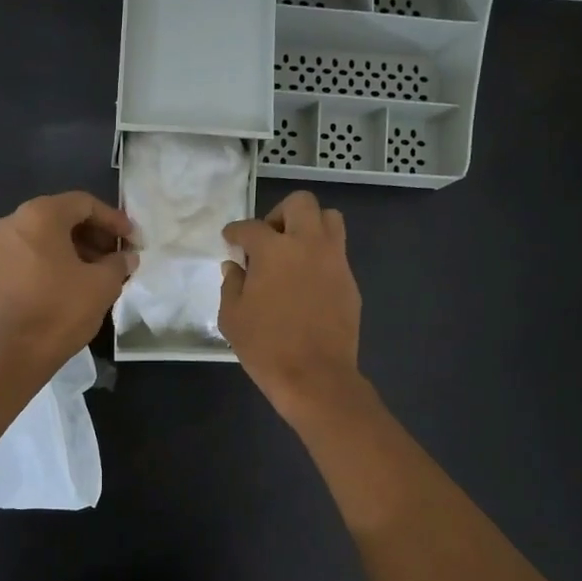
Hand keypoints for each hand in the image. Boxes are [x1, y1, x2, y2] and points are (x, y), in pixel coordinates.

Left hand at [0, 191, 134, 376]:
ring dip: (79, 247)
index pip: (84, 204)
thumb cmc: (62, 310)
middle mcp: (15, 221)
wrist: (17, 353)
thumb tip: (127, 256)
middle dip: (96, 233)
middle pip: (64, 216)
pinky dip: (58, 258)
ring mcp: (2, 245)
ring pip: (49, 234)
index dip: (114, 219)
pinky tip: (79, 279)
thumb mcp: (103, 284)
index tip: (134, 240)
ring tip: (104, 269)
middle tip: (120, 254)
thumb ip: (119, 262)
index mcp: (40, 215)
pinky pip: (35, 251)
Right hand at [220, 190, 365, 422]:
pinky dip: (321, 256)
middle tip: (268, 240)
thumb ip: (231, 284)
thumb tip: (235, 266)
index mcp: (273, 250)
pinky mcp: (350, 281)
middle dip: (280, 214)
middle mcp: (308, 244)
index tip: (231, 240)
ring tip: (293, 252)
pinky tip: (307, 282)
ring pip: (329, 220)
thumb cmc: (266, 347)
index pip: (250, 227)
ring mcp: (334, 261)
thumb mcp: (232, 317)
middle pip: (301, 204)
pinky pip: (337, 252)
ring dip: (309, 227)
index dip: (235, 232)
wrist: (315, 376)